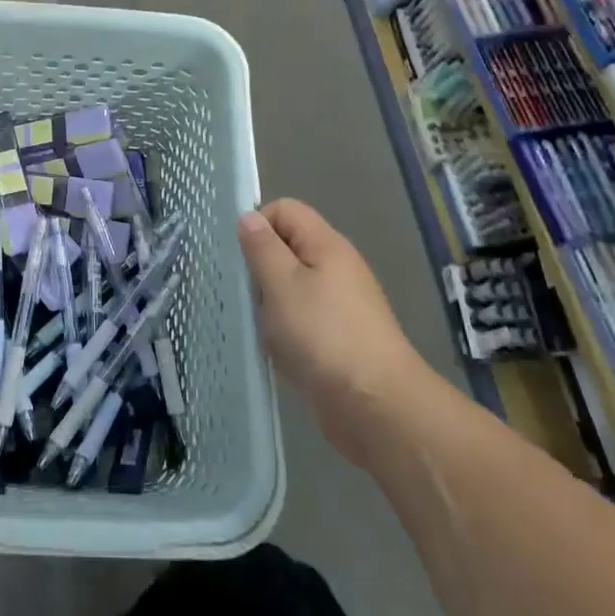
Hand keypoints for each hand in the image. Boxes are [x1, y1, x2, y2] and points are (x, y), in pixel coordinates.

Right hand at [238, 199, 428, 459]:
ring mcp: (342, 304)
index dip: (258, 224)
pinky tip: (278, 350)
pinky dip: (286, 329)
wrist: (374, 404)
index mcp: (326, 245)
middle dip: (261, 267)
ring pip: (292, 286)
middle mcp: (337, 267)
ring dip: (271, 302)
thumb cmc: (322, 335)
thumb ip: (262, 248)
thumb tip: (249, 217)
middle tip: (246, 294)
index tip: (240, 256)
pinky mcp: (340, 337)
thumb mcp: (281, 284)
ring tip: (260, 325)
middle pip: (288, 248)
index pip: (286, 210)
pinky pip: (303, 318)